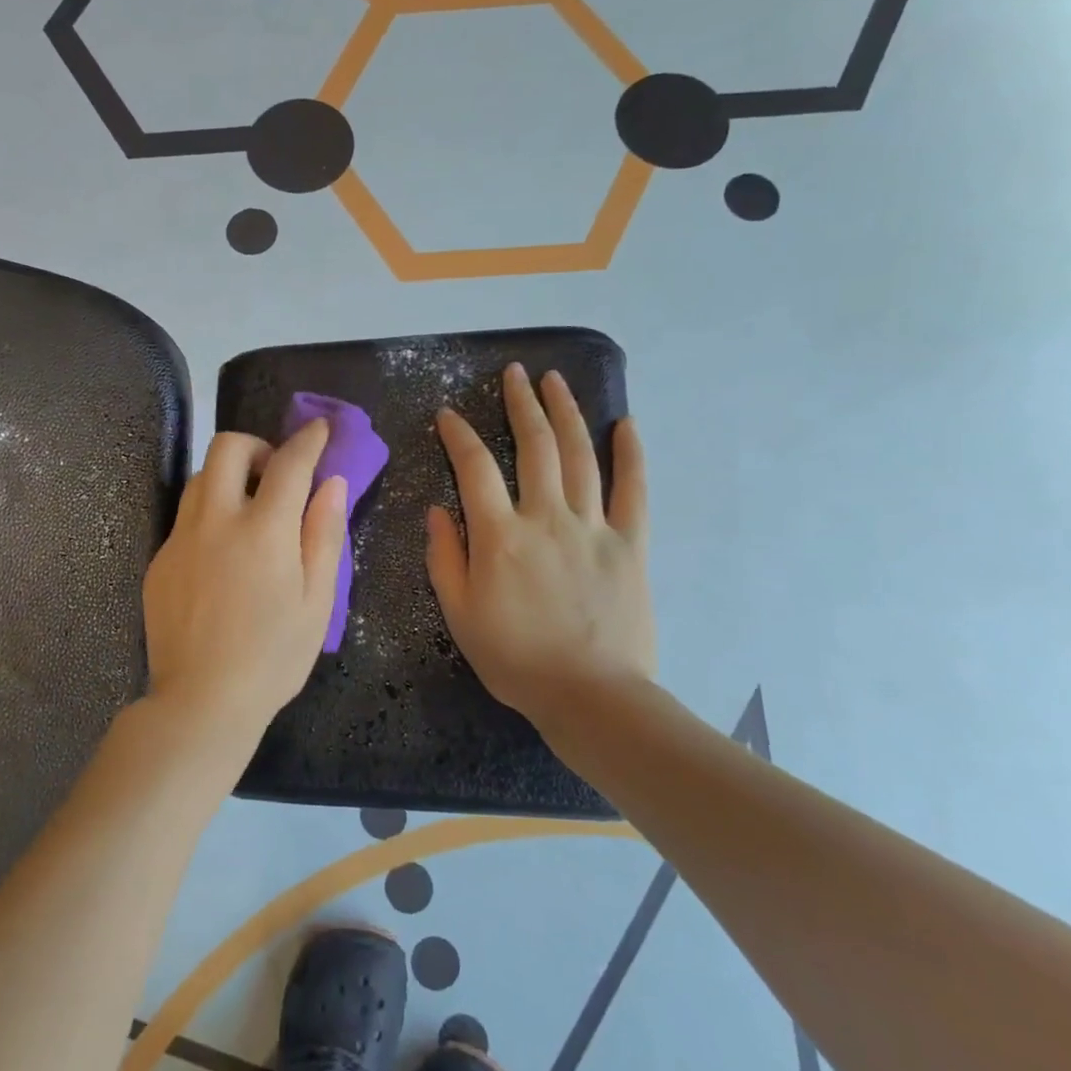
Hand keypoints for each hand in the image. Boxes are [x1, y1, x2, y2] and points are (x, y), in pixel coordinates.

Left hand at [142, 421, 347, 738]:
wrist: (202, 702)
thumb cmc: (273, 657)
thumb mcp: (317, 601)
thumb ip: (324, 535)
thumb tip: (332, 483)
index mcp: (263, 530)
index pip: (288, 463)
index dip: (307, 440)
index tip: (319, 429)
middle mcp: (215, 521)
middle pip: (226, 448)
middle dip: (255, 445)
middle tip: (274, 473)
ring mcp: (180, 539)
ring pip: (198, 478)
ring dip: (227, 477)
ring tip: (248, 510)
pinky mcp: (159, 560)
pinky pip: (184, 518)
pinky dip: (208, 515)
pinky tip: (221, 556)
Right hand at [426, 365, 653, 733]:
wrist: (590, 696)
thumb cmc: (515, 659)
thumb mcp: (459, 614)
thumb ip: (444, 558)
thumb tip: (437, 510)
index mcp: (499, 536)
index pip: (475, 469)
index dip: (459, 436)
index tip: (448, 415)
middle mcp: (546, 518)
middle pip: (534, 447)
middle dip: (520, 404)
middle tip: (515, 374)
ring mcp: (592, 527)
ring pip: (579, 456)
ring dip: (565, 413)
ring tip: (555, 381)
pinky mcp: (630, 544)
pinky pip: (633, 491)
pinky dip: (630, 455)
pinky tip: (625, 425)